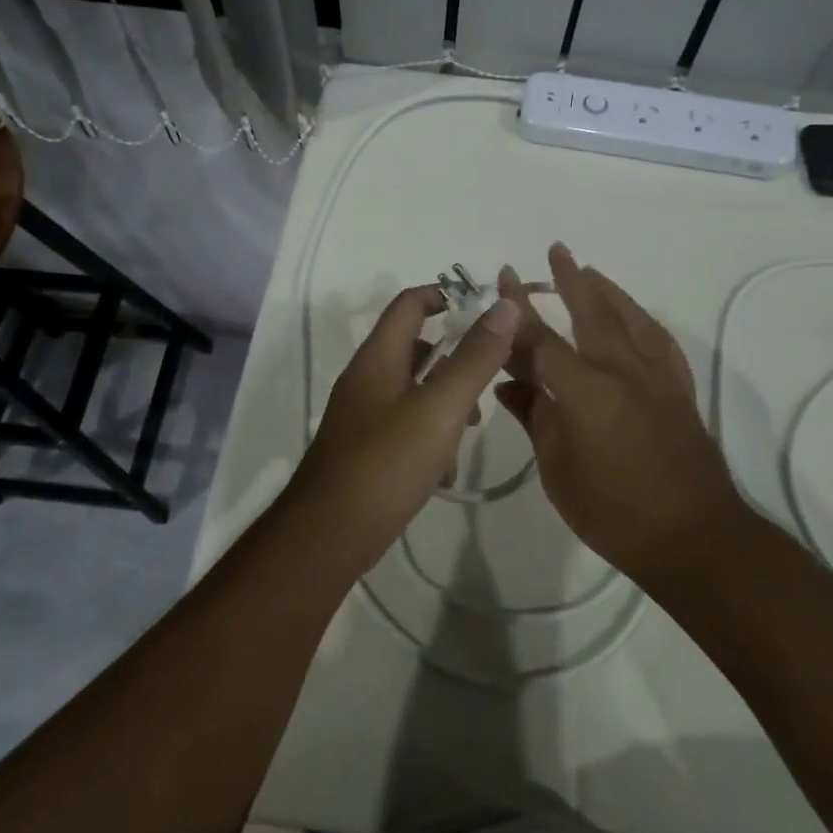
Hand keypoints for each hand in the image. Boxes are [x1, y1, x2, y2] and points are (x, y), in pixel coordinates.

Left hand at [285, 284, 519, 566]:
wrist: (329, 536)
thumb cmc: (386, 463)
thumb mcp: (440, 407)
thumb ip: (474, 358)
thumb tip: (504, 306)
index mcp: (378, 357)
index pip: (410, 303)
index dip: (447, 296)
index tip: (487, 314)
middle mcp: (366, 378)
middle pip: (415, 346)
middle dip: (455, 358)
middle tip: (488, 380)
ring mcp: (362, 415)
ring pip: (414, 389)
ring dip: (446, 400)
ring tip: (471, 428)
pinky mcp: (366, 448)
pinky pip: (405, 424)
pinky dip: (430, 434)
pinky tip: (445, 468)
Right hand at [496, 244, 746, 588]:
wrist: (695, 536)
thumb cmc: (614, 511)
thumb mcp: (558, 469)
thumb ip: (535, 417)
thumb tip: (509, 382)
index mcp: (585, 389)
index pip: (541, 338)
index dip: (517, 309)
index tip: (504, 278)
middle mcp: (622, 369)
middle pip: (591, 311)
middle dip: (569, 278)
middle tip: (556, 250)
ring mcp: (656, 376)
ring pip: (629, 317)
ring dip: (607, 290)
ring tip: (589, 272)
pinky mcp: (679, 389)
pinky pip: (658, 340)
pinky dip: (640, 319)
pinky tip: (633, 317)